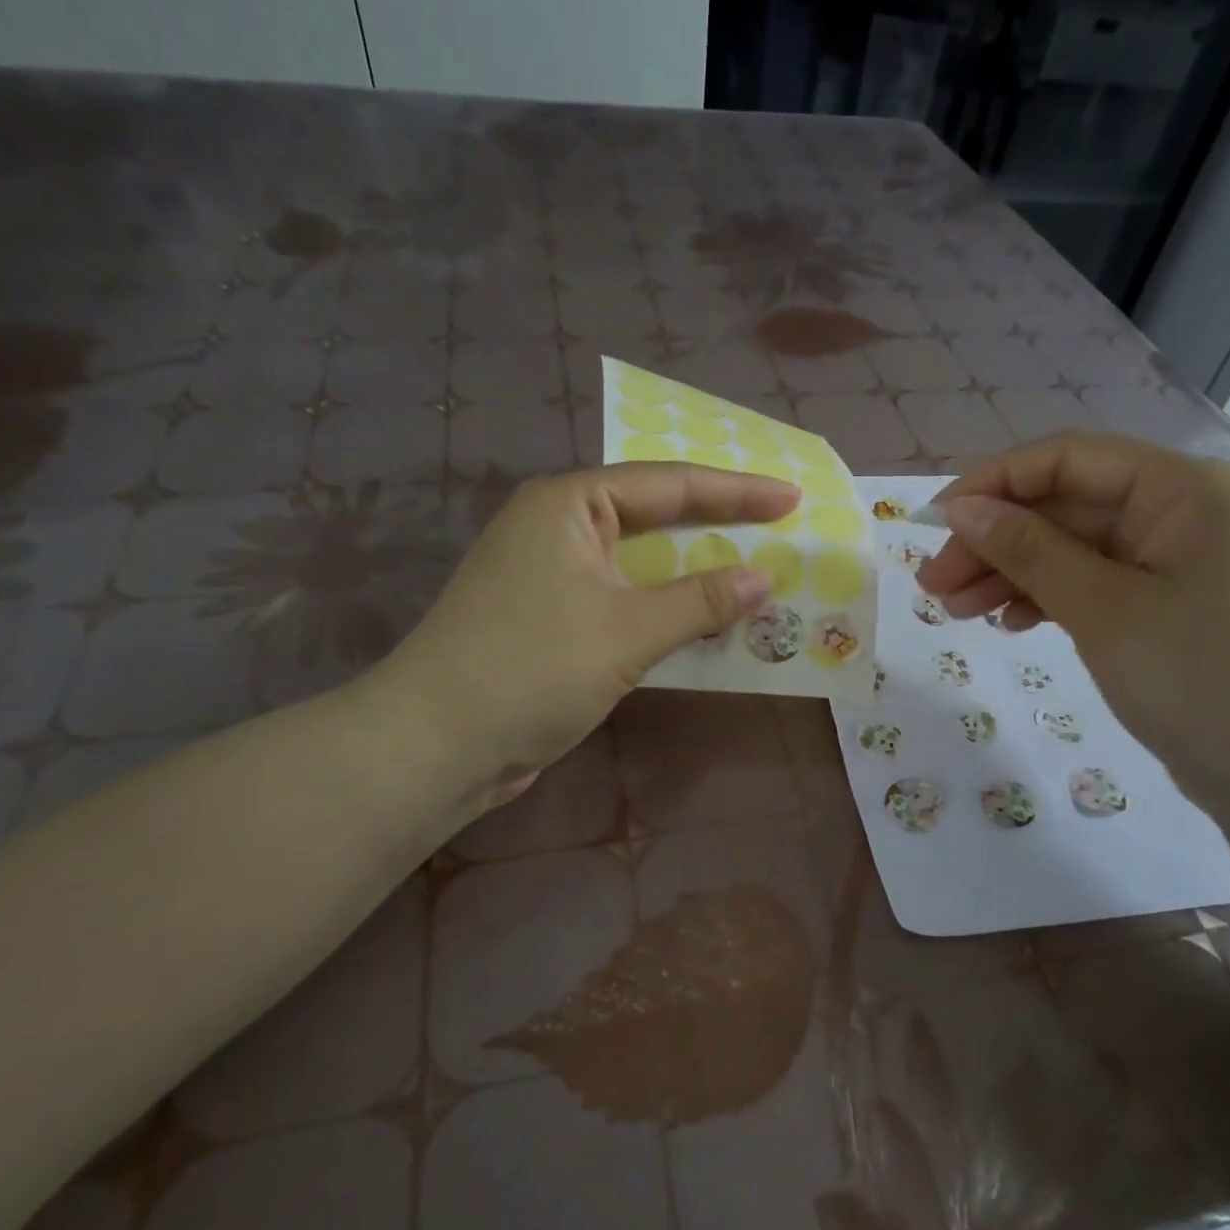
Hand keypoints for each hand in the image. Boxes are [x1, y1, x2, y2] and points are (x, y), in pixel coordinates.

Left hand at [374, 463, 796, 801]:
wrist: (437, 745)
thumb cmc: (532, 668)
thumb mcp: (627, 630)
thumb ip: (699, 600)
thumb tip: (764, 578)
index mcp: (569, 504)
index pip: (670, 484)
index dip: (737, 491)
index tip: (792, 498)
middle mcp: (558, 528)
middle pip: (654, 516)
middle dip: (717, 524)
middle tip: (779, 528)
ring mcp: (551, 576)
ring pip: (641, 563)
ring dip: (694, 573)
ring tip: (755, 572)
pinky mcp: (551, 621)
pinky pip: (625, 601)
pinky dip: (666, 608)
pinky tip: (704, 621)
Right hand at [916, 432, 1229, 816]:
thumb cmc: (1202, 679)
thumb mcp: (1103, 610)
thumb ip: (1029, 551)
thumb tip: (961, 508)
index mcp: (1181, 490)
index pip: (1067, 459)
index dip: (993, 484)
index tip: (934, 523)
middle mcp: (1179, 512)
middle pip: (1064, 507)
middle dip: (995, 541)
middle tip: (933, 585)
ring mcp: (1173, 562)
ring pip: (1071, 550)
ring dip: (1011, 575)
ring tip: (955, 611)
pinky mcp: (1165, 607)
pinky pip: (1091, 586)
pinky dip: (1047, 600)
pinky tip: (1010, 624)